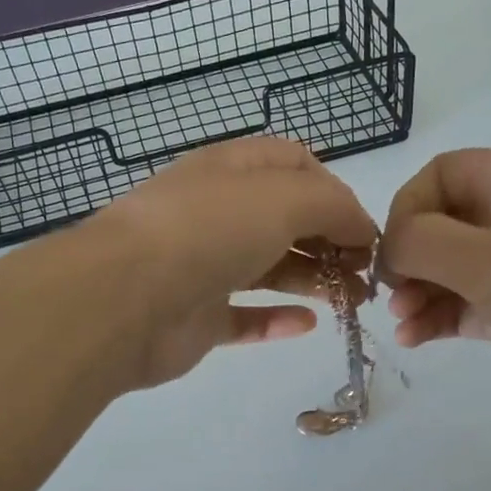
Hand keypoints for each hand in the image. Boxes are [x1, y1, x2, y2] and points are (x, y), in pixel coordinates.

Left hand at [84, 138, 377, 388]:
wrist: (125, 297)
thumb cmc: (209, 230)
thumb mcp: (284, 197)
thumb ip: (334, 206)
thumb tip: (361, 230)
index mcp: (232, 170)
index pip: (294, 165)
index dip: (334, 191)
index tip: (363, 228)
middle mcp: (217, 213)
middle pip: (286, 221)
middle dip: (330, 241)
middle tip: (365, 273)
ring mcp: (204, 266)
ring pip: (269, 268)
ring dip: (313, 280)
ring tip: (352, 301)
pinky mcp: (196, 317)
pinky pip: (244, 317)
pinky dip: (276, 320)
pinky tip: (307, 325)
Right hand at [381, 149, 490, 433]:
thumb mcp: (485, 261)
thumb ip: (421, 242)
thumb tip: (391, 246)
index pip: (439, 174)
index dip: (407, 208)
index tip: (395, 252)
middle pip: (438, 221)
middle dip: (408, 257)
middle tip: (391, 293)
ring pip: (446, 267)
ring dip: (416, 291)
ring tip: (402, 321)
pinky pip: (462, 302)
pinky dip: (435, 316)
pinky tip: (414, 339)